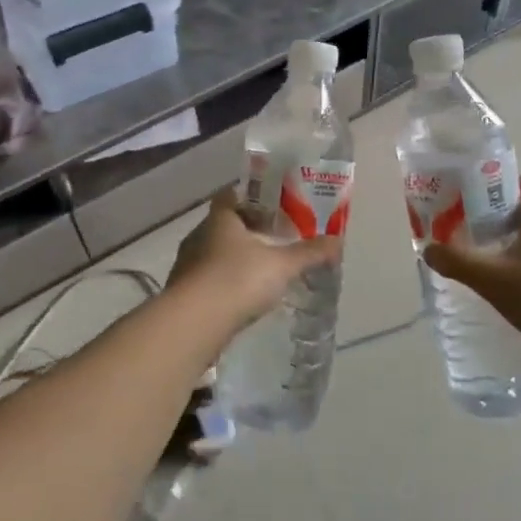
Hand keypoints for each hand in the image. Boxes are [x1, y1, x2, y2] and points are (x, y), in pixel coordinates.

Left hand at [167, 190, 337, 334]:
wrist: (193, 325)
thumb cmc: (237, 280)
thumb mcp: (280, 265)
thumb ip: (308, 253)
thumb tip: (338, 240)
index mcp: (220, 218)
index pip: (231, 195)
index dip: (251, 197)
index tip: (271, 205)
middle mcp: (199, 235)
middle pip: (223, 225)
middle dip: (246, 230)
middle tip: (273, 238)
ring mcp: (186, 265)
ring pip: (213, 253)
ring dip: (233, 259)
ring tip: (259, 270)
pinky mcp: (182, 294)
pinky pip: (206, 280)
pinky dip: (223, 284)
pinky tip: (241, 298)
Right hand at [422, 178, 520, 359]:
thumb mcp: (493, 278)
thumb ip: (457, 261)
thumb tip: (427, 248)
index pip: (517, 182)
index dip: (491, 182)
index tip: (463, 191)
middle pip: (518, 210)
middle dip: (488, 215)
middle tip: (457, 225)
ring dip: (501, 243)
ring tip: (472, 255)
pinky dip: (516, 266)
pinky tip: (498, 285)